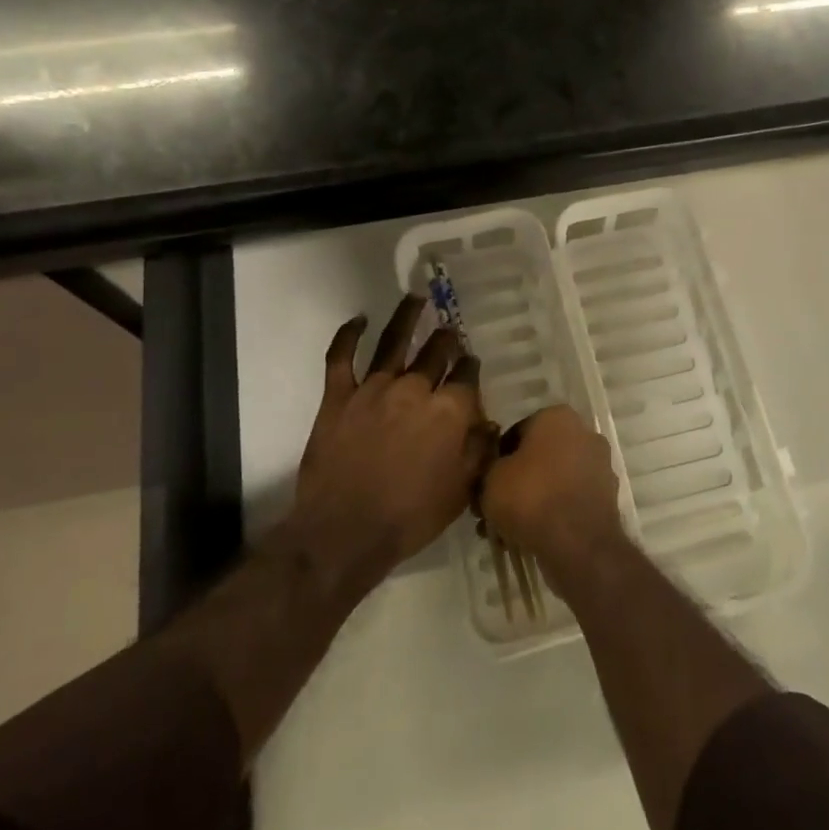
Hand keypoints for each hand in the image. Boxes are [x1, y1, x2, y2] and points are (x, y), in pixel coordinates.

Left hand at [290, 296, 493, 587]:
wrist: (345, 532)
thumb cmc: (410, 517)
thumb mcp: (460, 491)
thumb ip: (478, 452)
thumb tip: (489, 423)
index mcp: (449, 411)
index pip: (467, 376)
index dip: (471, 368)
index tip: (471, 365)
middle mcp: (415, 389)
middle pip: (436, 351)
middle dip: (446, 339)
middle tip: (449, 332)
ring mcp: (374, 388)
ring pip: (394, 341)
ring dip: (407, 316)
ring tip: (416, 297)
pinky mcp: (339, 396)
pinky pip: (341, 357)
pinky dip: (348, 335)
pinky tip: (358, 319)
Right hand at [482, 405, 624, 573]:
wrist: (579, 544)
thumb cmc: (531, 497)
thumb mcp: (491, 478)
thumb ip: (488, 468)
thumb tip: (494, 473)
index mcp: (558, 417)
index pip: (516, 432)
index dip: (496, 459)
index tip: (484, 483)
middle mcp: (584, 434)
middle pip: (537, 457)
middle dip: (514, 482)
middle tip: (492, 508)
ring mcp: (599, 466)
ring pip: (553, 481)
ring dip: (530, 501)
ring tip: (505, 531)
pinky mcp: (606, 498)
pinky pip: (568, 501)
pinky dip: (551, 514)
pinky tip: (527, 538)